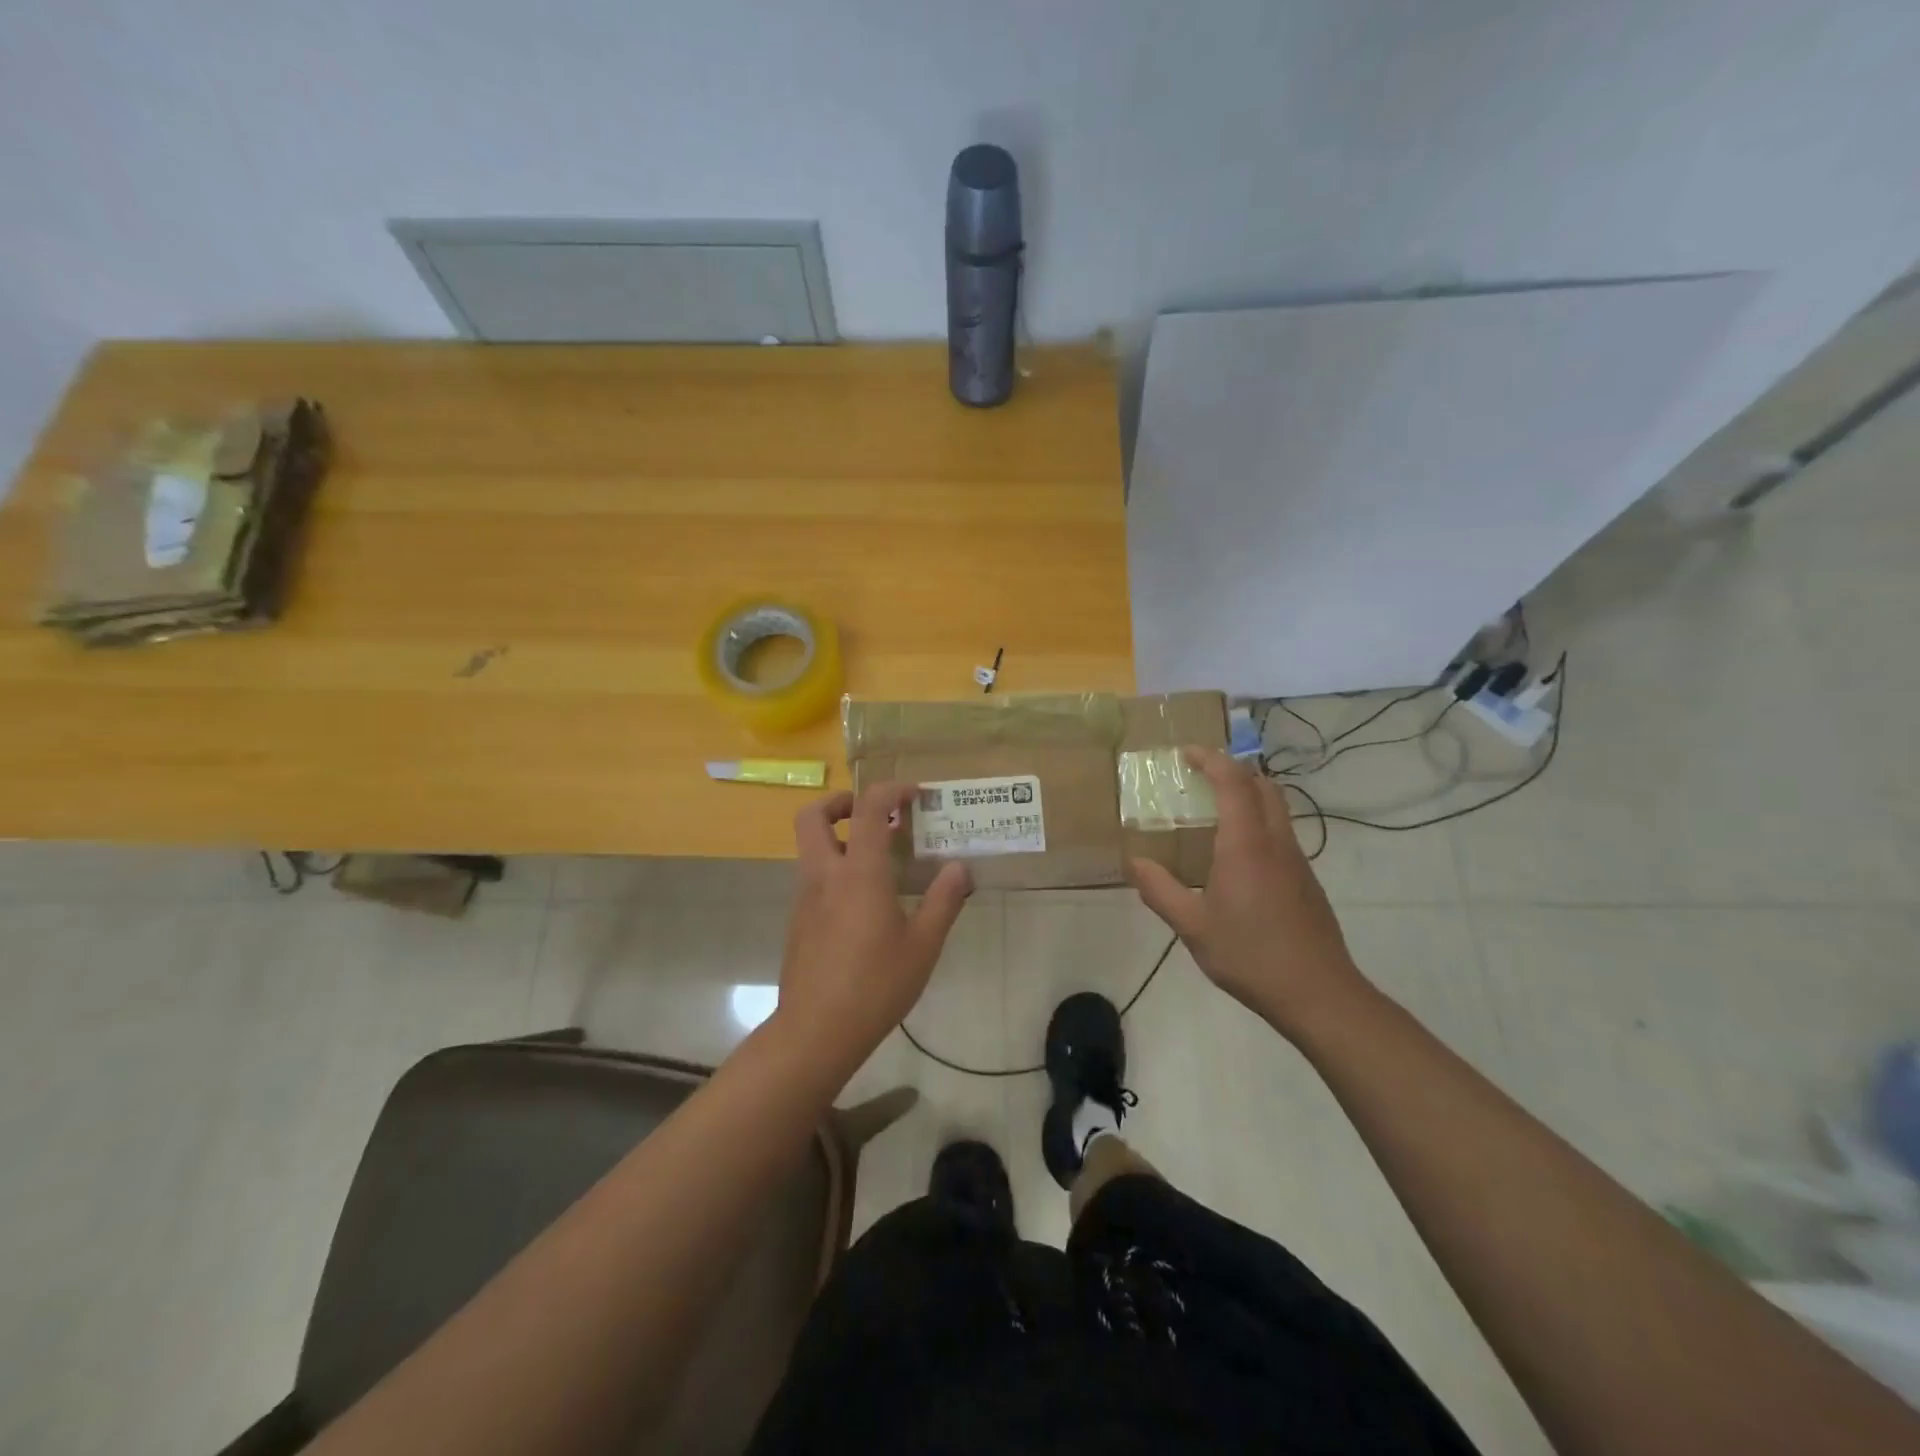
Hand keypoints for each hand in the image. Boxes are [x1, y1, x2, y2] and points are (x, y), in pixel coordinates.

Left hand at [776, 782, 971, 1068]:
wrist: (816, 1031)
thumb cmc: (876, 985)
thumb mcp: (923, 946)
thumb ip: (943, 901)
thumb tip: (959, 868)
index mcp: (859, 873)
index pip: (868, 808)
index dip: (890, 790)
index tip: (914, 795)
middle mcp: (825, 875)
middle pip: (813, 816)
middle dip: (841, 803)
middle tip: (874, 815)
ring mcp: (806, 898)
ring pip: (811, 847)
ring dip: (840, 838)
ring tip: (880, 861)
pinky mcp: (798, 921)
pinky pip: (814, 878)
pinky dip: (836, 870)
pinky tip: (865, 904)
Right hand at [1130, 747, 1365, 1037]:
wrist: (1318, 993)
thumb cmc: (1250, 955)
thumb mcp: (1193, 927)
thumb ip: (1160, 891)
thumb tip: (1134, 863)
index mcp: (1246, 844)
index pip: (1233, 782)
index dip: (1211, 760)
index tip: (1186, 754)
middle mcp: (1276, 841)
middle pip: (1263, 786)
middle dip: (1233, 771)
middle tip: (1201, 778)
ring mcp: (1297, 860)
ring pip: (1277, 808)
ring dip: (1249, 795)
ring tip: (1215, 813)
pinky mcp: (1307, 880)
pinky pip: (1281, 833)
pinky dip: (1258, 823)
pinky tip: (1237, 857)